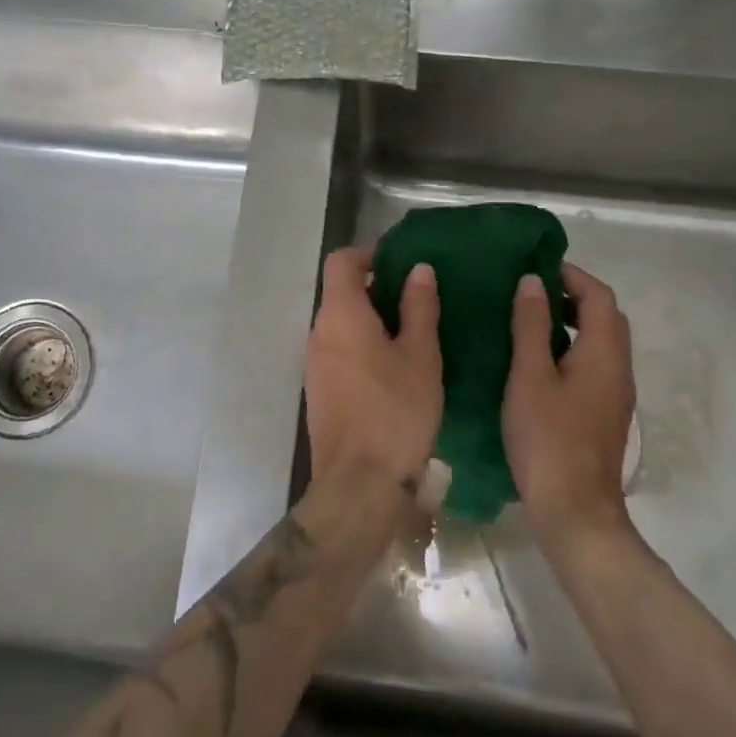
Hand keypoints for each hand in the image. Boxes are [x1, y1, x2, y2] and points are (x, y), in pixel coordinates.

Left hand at [303, 246, 441, 502]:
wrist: (360, 483)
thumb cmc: (396, 411)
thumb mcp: (420, 355)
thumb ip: (419, 308)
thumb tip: (418, 270)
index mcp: (340, 315)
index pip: (341, 262)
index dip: (369, 253)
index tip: (400, 261)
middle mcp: (319, 333)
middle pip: (340, 292)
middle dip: (376, 288)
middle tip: (417, 298)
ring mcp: (315, 364)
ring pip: (341, 325)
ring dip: (371, 319)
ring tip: (412, 332)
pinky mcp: (319, 391)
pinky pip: (339, 352)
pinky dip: (363, 346)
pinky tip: (395, 367)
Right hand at [503, 263, 637, 545]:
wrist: (575, 509)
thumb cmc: (547, 437)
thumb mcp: (529, 375)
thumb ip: (532, 326)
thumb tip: (533, 282)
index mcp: (605, 352)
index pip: (599, 296)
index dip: (571, 276)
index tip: (536, 268)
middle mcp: (619, 368)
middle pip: (606, 317)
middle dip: (573, 297)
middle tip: (531, 293)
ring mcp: (616, 395)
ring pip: (601, 343)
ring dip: (572, 324)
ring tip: (529, 322)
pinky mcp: (605, 415)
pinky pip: (594, 366)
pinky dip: (572, 350)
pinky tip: (539, 364)